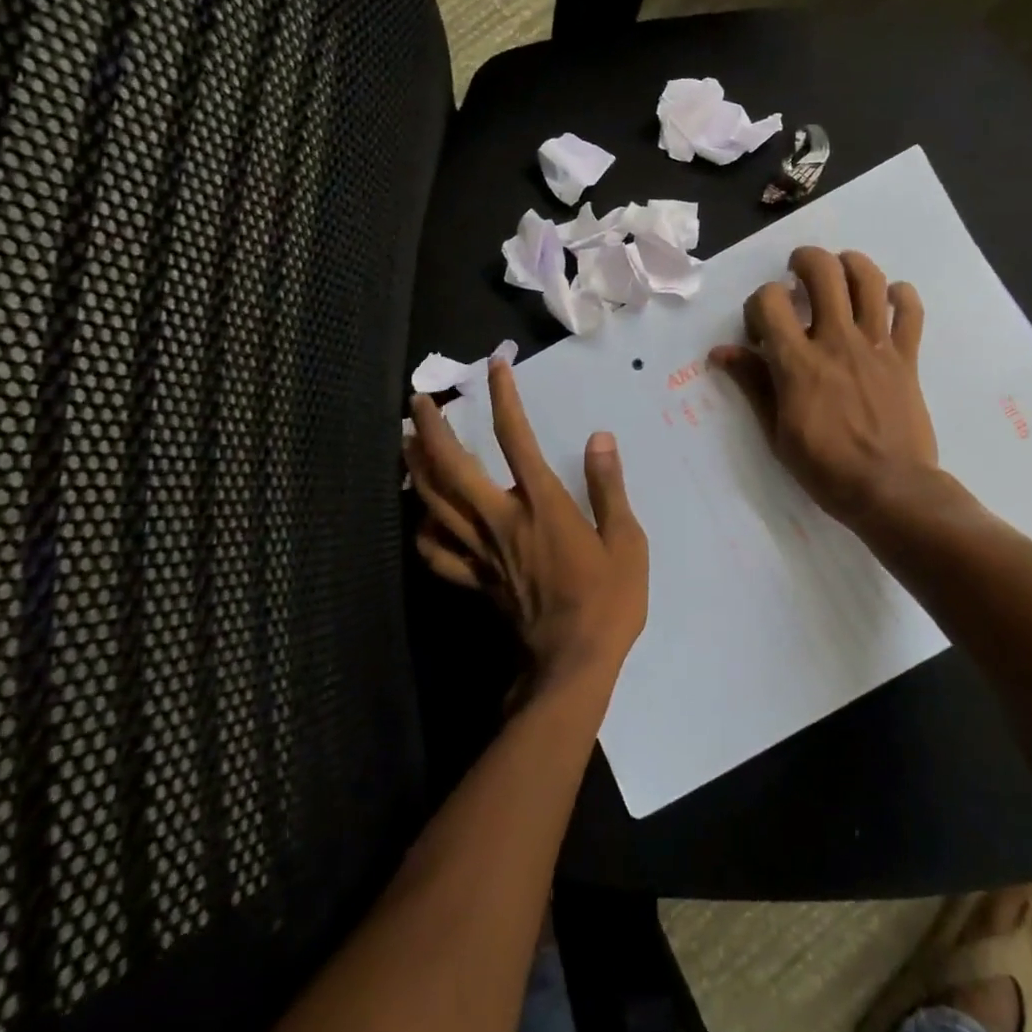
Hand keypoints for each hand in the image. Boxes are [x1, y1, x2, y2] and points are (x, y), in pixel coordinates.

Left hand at [407, 361, 648, 687]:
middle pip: (453, 467)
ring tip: (405, 442)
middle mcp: (501, 520)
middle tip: (416, 402)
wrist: (571, 665)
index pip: (515, 438)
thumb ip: (609, 487)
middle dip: (432, 430)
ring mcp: (481, 552)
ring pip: (435, 503)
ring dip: (416, 468)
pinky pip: (438, 552)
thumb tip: (600, 438)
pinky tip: (421, 518)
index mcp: (541, 505)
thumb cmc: (607, 600)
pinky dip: (424, 531)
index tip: (495, 366)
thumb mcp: (626, 541)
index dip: (504, 397)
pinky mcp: (475, 580)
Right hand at [710, 247, 938, 528]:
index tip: (761, 331)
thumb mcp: (777, 432)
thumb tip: (720, 352)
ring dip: (850, 264)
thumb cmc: (825, 468)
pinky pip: (910, 311)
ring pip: (868, 279)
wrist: (890, 489)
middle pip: (823, 272)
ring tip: (840, 272)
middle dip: (805, 261)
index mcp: (798, 362)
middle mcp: (836, 341)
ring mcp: (875, 345)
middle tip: (797, 275)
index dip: (759, 304)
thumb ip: (753, 384)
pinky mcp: (906, 356)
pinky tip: (888, 299)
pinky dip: (900, 295)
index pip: (770, 301)